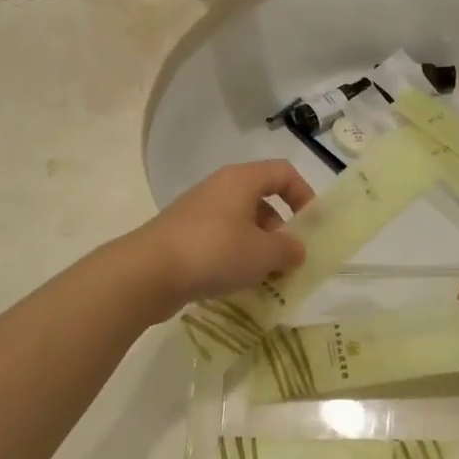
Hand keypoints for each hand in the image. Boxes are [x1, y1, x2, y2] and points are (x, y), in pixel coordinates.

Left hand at [133, 160, 315, 311]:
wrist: (148, 273)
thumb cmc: (214, 252)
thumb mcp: (263, 254)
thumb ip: (289, 249)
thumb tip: (296, 249)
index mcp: (241, 180)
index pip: (283, 172)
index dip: (304, 194)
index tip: (311, 227)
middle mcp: (219, 188)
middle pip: (262, 200)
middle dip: (281, 230)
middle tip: (288, 261)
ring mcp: (197, 212)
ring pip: (240, 224)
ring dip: (258, 249)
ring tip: (266, 279)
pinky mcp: (182, 236)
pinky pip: (219, 241)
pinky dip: (234, 258)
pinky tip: (237, 285)